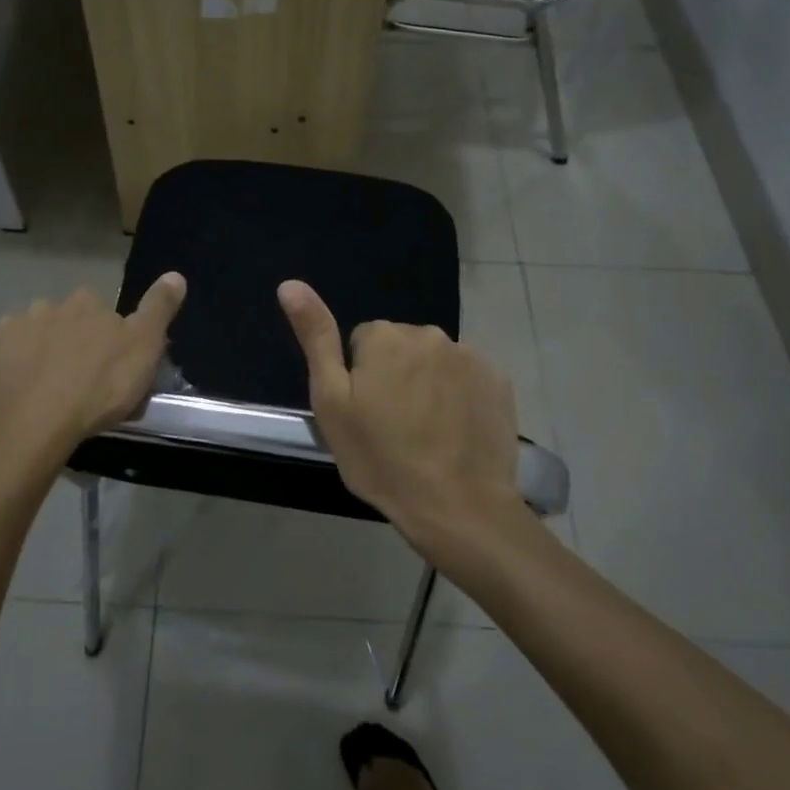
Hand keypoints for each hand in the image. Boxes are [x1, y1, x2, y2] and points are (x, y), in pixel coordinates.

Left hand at [0, 274, 185, 493]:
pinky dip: (6, 372)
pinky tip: (16, 396)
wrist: (32, 428)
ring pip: (28, 338)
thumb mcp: (144, 348)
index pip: (100, 311)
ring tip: (46, 392)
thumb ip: (159, 308)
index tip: (111, 365)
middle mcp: (45, 306)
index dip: (107, 336)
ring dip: (36, 354)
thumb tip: (175, 274)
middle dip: (69, 342)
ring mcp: (9, 330)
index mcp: (85, 303)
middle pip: (63, 321)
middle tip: (79, 381)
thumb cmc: (97, 388)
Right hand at [279, 279, 524, 554]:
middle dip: (394, 376)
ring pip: (434, 363)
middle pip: (400, 348)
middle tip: (392, 426)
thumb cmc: (382, 458)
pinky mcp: (499, 382)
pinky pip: (467, 379)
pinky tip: (455, 434)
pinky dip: (459, 398)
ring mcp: (470, 357)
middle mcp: (429, 334)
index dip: (359, 379)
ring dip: (427, 385)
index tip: (365, 414)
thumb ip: (316, 337)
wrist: (457, 506)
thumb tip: (290, 284)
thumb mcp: (332, 401)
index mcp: (385, 337)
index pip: (362, 343)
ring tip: (426, 435)